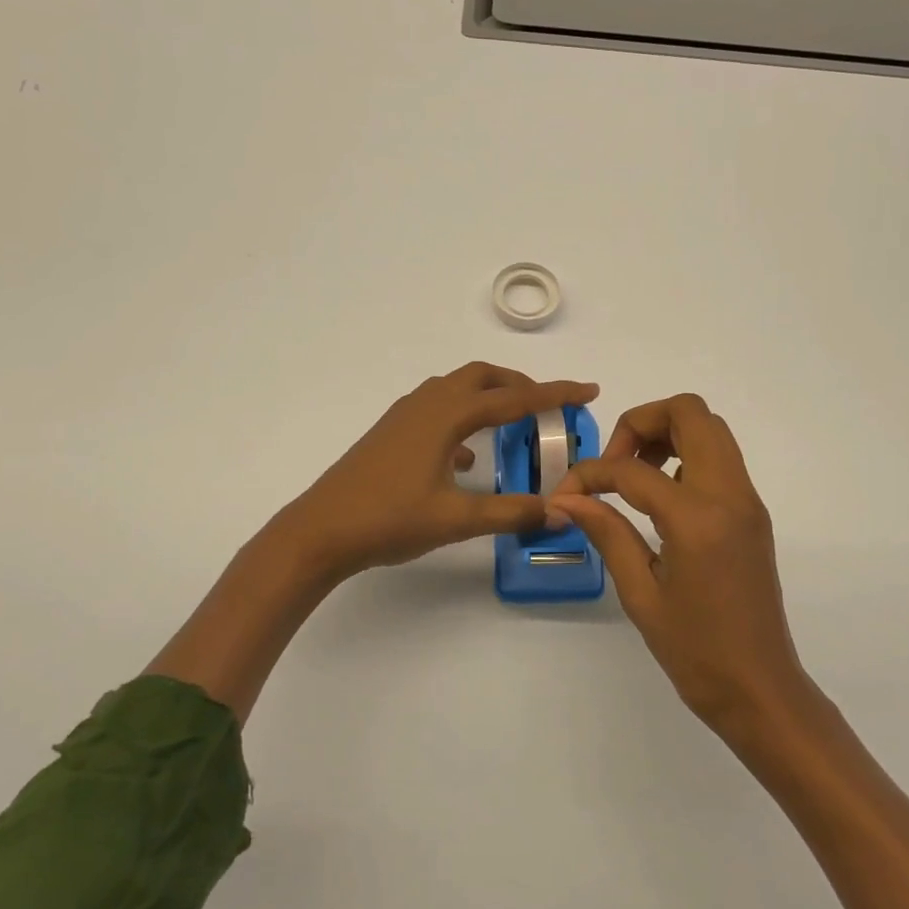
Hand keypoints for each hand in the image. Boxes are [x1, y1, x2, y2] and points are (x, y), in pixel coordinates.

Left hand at [276, 362, 599, 580]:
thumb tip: (560, 514)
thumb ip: (511, 514)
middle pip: (481, 377)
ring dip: (488, 397)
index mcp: (447, 416)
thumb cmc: (388, 520)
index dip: (554, 393)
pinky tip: (466, 457)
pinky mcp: (390, 434)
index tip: (588, 390)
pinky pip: (436, 411)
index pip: (513, 398)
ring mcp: (404, 417)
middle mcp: (426, 405)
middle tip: (547, 405)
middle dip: (518, 384)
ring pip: (456, 390)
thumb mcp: (456, 520)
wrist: (319, 531)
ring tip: (513, 423)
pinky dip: (462, 420)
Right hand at [547, 393, 806, 731]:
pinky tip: (661, 499)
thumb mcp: (640, 594)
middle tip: (614, 465)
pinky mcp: (753, 512)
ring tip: (634, 479)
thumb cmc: (695, 652)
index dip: (590, 474)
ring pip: (710, 429)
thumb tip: (566, 498)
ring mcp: (748, 500)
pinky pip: (720, 458)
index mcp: (698, 519)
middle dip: (641, 423)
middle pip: (690, 412)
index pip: (633, 470)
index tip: (566, 496)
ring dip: (667, 434)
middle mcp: (730, 494)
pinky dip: (686, 456)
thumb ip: (606, 532)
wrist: (760, 688)